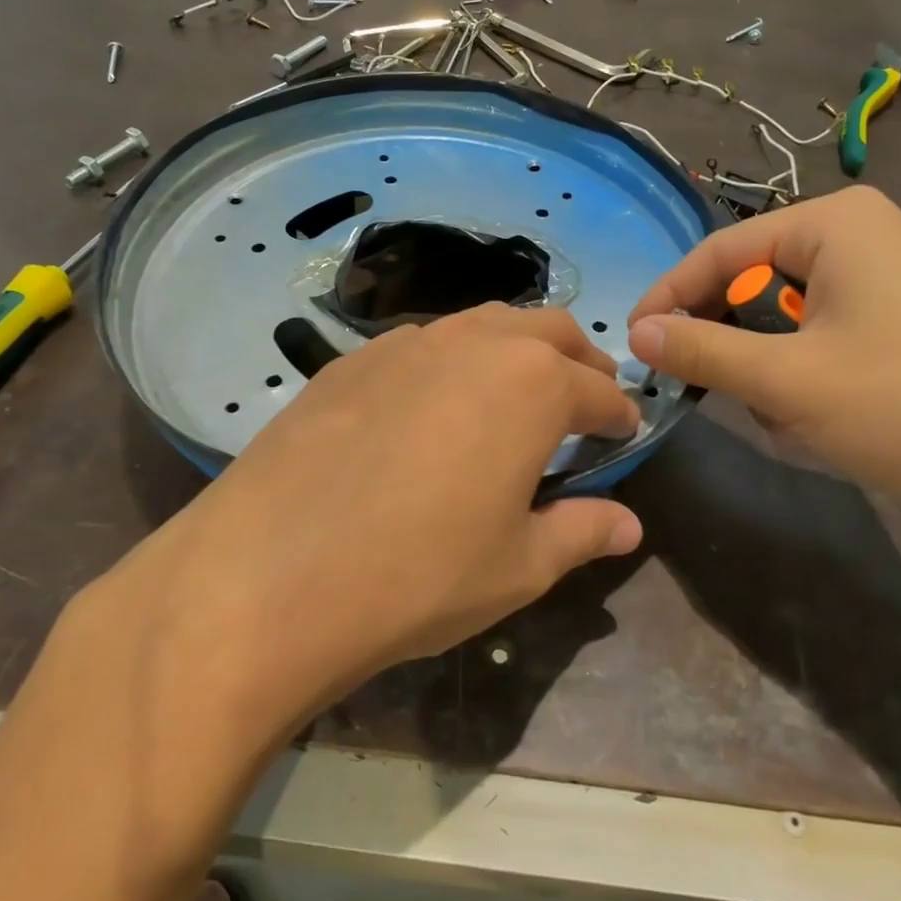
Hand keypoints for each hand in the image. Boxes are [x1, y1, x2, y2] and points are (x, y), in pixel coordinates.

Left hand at [94, 304, 642, 741]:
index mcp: (532, 384)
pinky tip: (433, 406)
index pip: (597, 390)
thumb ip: (582, 533)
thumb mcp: (519, 566)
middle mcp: (474, 343)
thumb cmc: (419, 575)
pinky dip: (452, 361)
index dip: (619, 414)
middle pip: (546, 331)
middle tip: (584, 399)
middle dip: (577, 361)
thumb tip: (629, 525)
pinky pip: (422, 344)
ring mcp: (405, 342)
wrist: (271, 574)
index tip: (625, 432)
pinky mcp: (351, 359)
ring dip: (513, 351)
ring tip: (513, 395)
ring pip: (482, 325)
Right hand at [626, 187, 900, 532]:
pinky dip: (806, 373)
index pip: (720, 251)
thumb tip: (637, 333)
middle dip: (733, 343)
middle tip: (708, 391)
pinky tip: (824, 416)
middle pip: (755, 280)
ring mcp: (890, 272)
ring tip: (787, 417)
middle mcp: (862, 232)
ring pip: (787, 314)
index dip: (669, 297)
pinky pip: (824, 331)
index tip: (633, 344)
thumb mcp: (786, 381)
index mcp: (833, 223)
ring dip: (770, 368)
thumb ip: (702, 350)